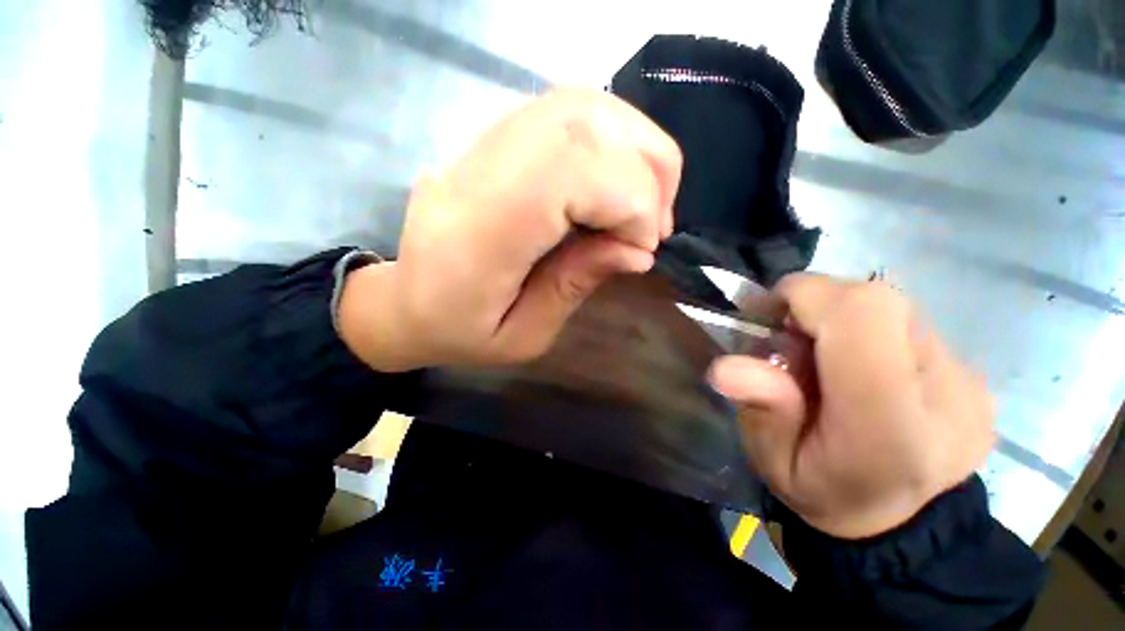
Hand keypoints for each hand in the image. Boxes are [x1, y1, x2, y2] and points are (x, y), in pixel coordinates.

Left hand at [340, 88, 681, 370]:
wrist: (405, 302)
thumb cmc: (460, 332)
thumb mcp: (522, 336)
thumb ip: (575, 287)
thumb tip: (638, 251)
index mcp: (480, 233)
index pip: (571, 174)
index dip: (631, 201)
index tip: (644, 247)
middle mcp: (478, 171)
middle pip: (581, 122)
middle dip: (646, 169)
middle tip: (654, 225)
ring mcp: (481, 145)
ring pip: (579, 106)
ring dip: (634, 148)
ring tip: (644, 204)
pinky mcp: (493, 140)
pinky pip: (565, 113)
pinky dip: (611, 141)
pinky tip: (616, 184)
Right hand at [709, 274, 994, 538]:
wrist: (901, 522)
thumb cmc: (825, 494)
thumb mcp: (773, 464)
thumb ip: (759, 412)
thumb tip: (727, 367)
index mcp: (889, 428)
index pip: (862, 314)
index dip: (807, 297)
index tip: (771, 316)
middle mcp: (945, 397)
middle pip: (879, 300)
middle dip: (820, 304)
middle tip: (793, 340)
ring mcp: (969, 384)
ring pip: (894, 306)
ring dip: (844, 318)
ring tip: (827, 358)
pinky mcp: (974, 376)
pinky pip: (909, 324)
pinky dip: (871, 332)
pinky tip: (862, 369)